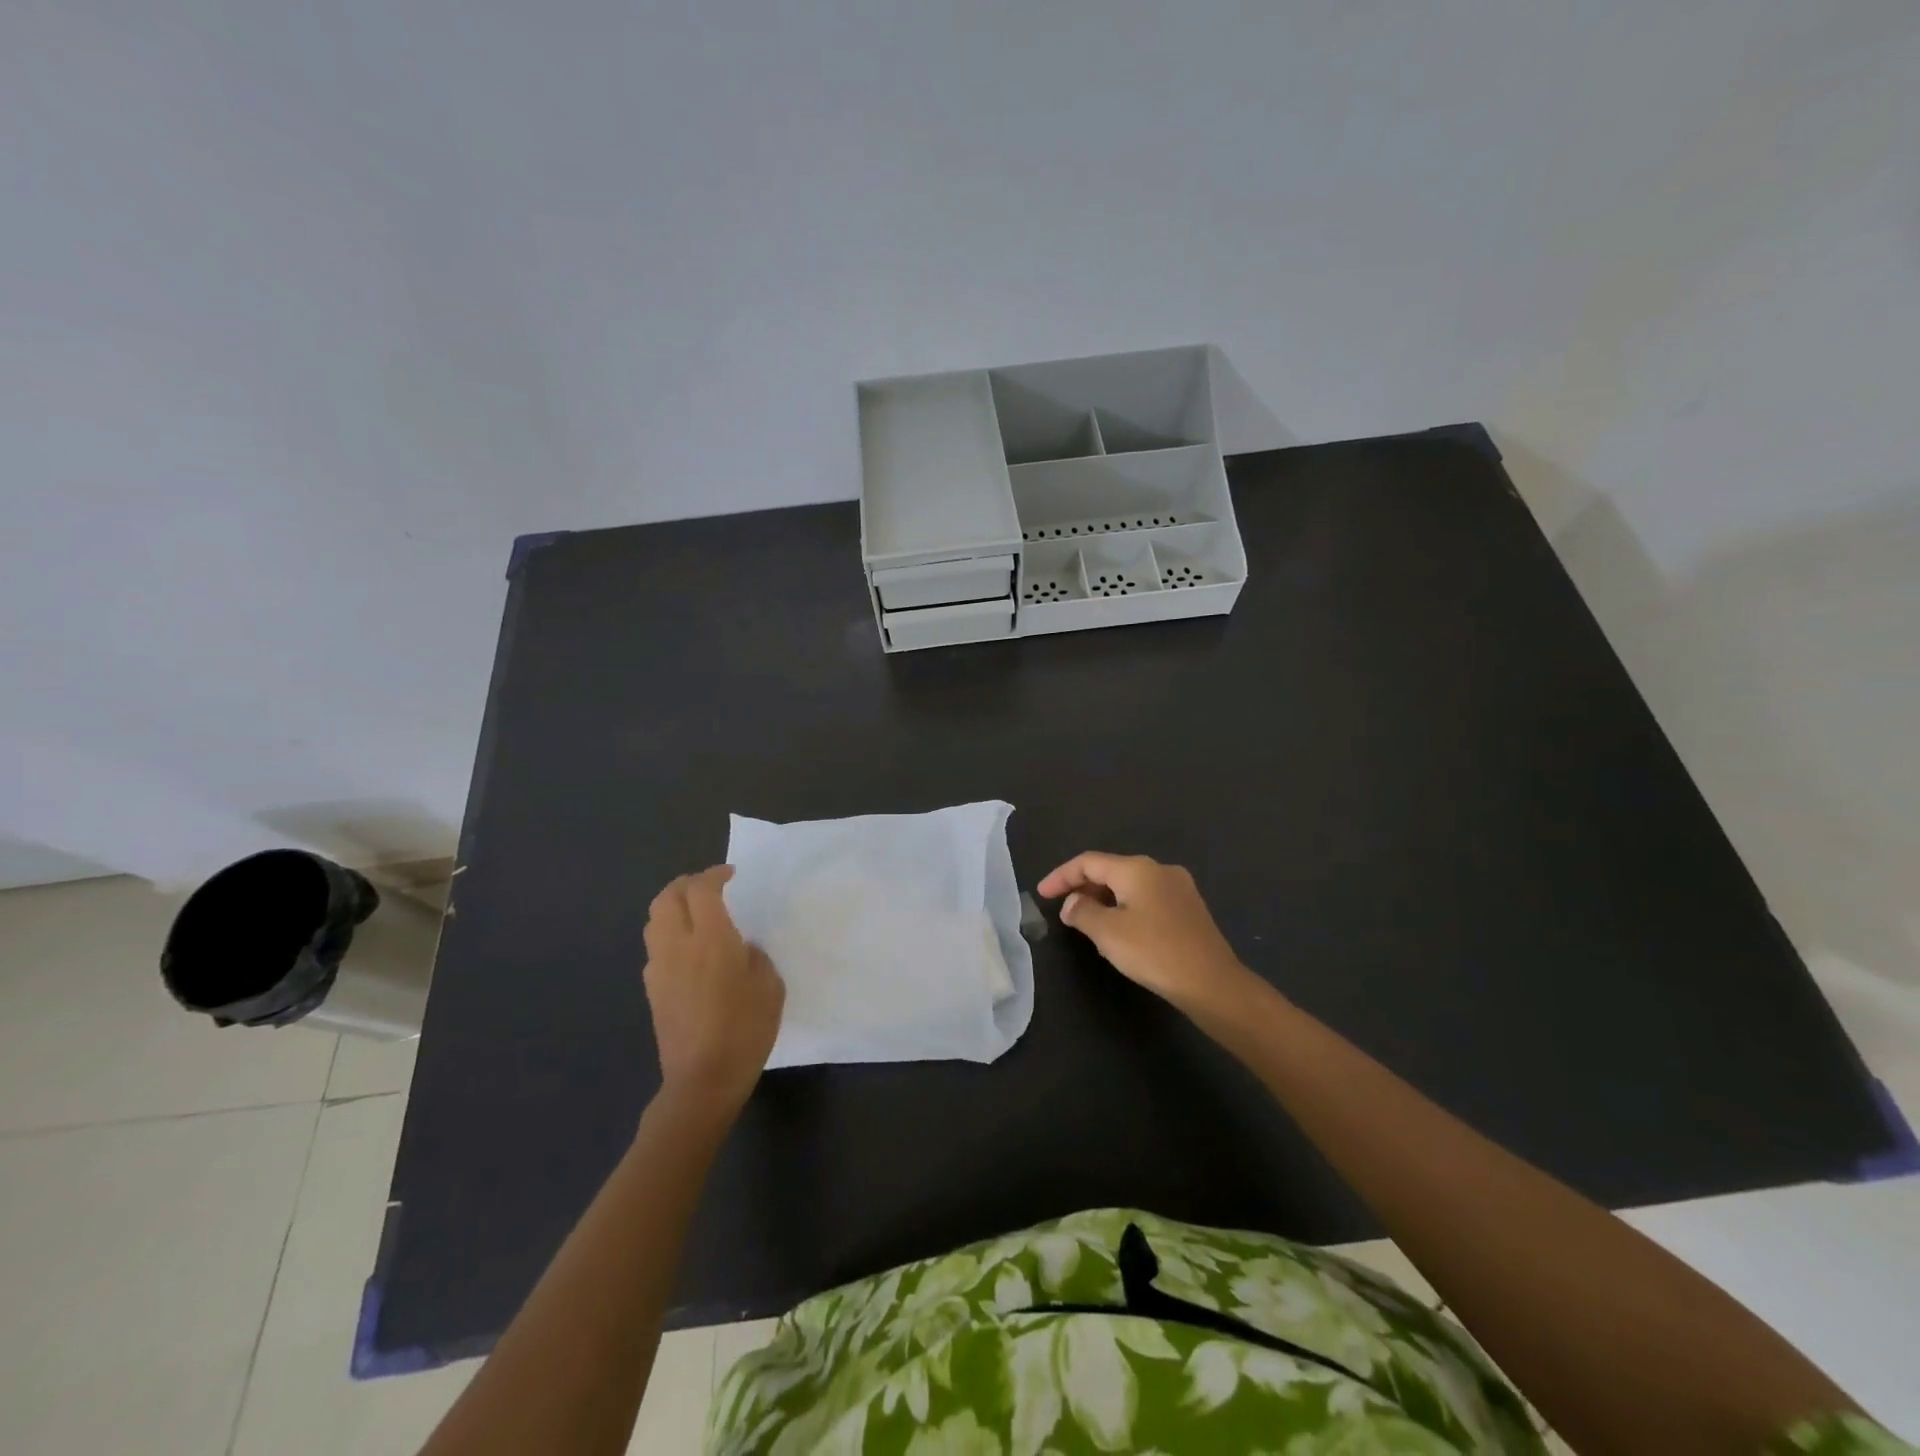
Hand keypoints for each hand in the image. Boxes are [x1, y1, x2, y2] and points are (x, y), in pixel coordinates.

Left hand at [642, 866, 783, 1117]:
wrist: (703, 1080)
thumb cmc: (745, 1029)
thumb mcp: (769, 986)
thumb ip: (755, 956)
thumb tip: (743, 947)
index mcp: (711, 939)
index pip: (702, 889)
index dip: (715, 875)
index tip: (731, 875)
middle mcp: (678, 945)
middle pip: (667, 898)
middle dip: (685, 884)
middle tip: (708, 886)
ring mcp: (660, 968)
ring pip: (654, 921)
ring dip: (672, 907)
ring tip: (695, 914)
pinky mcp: (652, 990)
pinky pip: (655, 947)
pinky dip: (668, 934)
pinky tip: (688, 950)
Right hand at [1037, 852, 1259, 1015]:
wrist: (1212, 982)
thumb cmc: (1154, 951)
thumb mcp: (1107, 933)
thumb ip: (1083, 912)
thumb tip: (1072, 903)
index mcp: (1137, 869)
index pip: (1088, 862)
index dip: (1061, 876)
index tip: (1041, 894)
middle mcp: (1159, 869)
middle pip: (1110, 870)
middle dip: (1083, 888)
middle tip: (1063, 911)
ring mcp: (1179, 888)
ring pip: (1130, 885)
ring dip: (1104, 899)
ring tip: (1086, 922)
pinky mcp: (1189, 909)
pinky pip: (1147, 899)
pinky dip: (1125, 908)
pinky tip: (1120, 930)